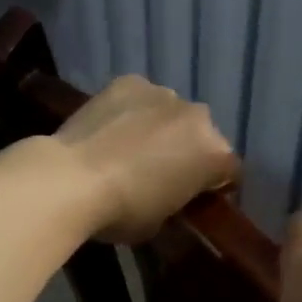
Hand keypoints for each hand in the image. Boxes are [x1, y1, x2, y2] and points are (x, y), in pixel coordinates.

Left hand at [55, 75, 238, 244]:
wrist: (72, 178)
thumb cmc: (123, 211)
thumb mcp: (162, 220)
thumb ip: (178, 199)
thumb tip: (171, 191)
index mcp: (214, 153)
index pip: (229, 171)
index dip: (214, 186)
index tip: (195, 197)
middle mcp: (197, 116)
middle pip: (202, 136)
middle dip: (188, 151)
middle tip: (161, 172)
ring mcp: (163, 94)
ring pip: (171, 112)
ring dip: (161, 127)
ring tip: (131, 147)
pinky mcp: (129, 82)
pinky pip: (140, 98)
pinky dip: (132, 110)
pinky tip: (111, 128)